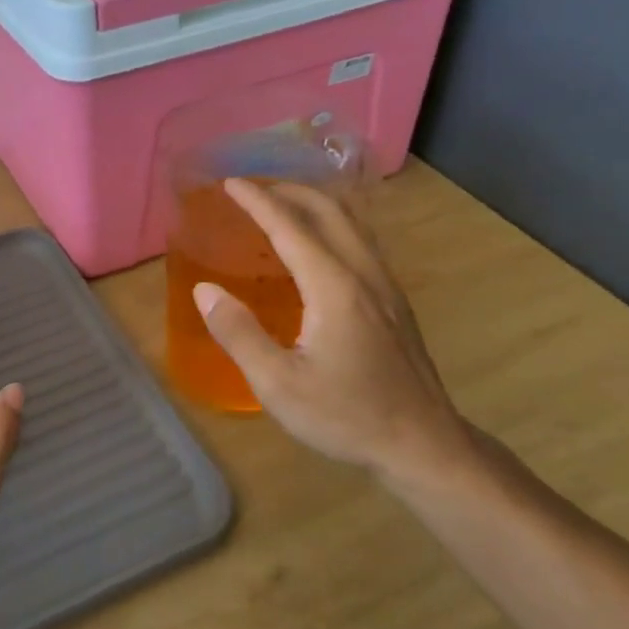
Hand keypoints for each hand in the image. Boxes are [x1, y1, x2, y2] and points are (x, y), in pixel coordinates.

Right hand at [194, 179, 476, 492]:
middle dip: (287, 191)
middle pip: (328, 210)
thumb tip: (204, 290)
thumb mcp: (278, 384)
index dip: (257, 201)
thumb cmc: (346, 416)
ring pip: (351, 223)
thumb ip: (238, 333)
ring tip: (281, 208)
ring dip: (313, 205)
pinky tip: (316, 250)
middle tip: (252, 190)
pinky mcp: (395, 302)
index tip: (229, 183)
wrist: (423, 445)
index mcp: (333, 287)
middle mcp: (363, 273)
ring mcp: (386, 286)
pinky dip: (330, 226)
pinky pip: (360, 243)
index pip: (289, 226)